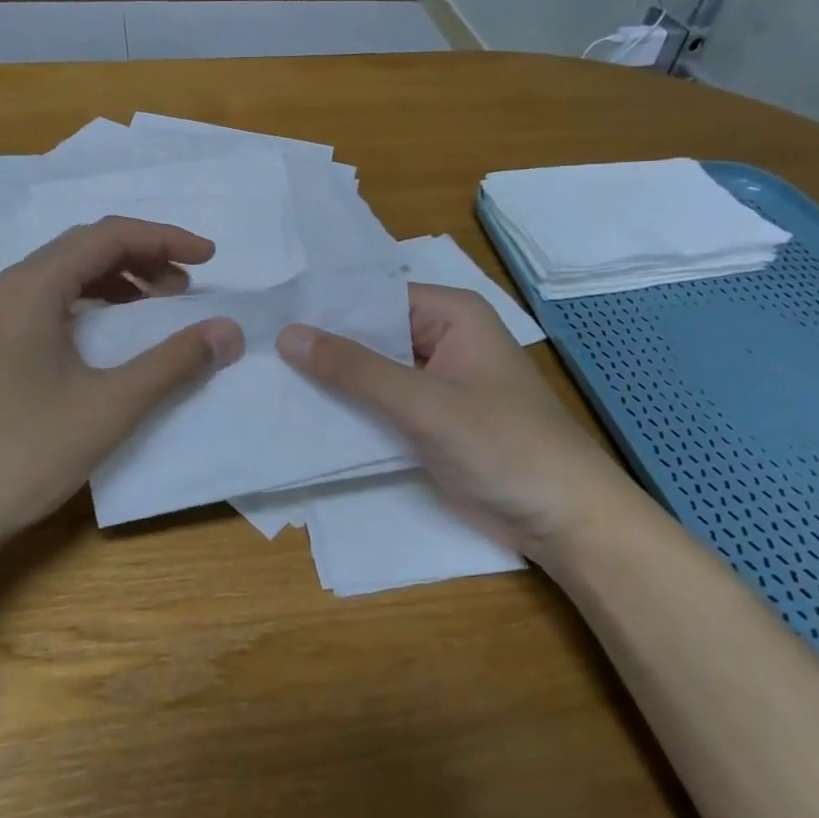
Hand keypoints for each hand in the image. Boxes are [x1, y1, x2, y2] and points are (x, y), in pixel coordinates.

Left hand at [0, 217, 244, 564]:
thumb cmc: (20, 454)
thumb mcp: (108, 407)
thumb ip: (173, 363)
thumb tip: (228, 330)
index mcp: (30, 287)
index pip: (107, 236)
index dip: (165, 239)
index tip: (211, 258)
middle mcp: (4, 291)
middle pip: (82, 250)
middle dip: (142, 259)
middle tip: (186, 289)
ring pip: (61, 280)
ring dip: (114, 285)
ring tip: (154, 311)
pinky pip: (43, 309)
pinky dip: (86, 311)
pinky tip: (105, 344)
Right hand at [277, 283, 636, 560]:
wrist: (563, 521)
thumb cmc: (503, 446)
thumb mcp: (423, 403)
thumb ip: (354, 369)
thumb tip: (288, 335)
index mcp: (451, 314)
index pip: (373, 296)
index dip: (325, 305)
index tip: (269, 310)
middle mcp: (440, 338)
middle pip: (369, 332)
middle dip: (322, 343)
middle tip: (255, 343)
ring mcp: (433, 381)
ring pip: (370, 369)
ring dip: (330, 377)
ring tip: (264, 371)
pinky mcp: (427, 418)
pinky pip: (378, 401)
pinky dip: (348, 406)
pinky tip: (301, 408)